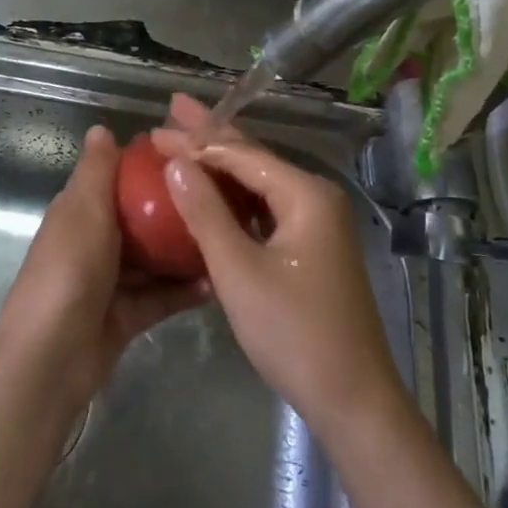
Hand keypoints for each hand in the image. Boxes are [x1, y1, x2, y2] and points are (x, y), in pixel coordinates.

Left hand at [0, 125, 207, 412]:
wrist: (50, 360)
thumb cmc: (68, 273)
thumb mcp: (83, 213)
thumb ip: (96, 172)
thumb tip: (101, 127)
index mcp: (80, 211)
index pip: (115, 177)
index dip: (147, 163)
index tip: (190, 153)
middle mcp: (95, 241)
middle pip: (140, 217)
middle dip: (174, 208)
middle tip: (221, 195)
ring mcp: (111, 280)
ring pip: (154, 258)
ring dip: (184, 250)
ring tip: (226, 235)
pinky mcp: (126, 315)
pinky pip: (161, 296)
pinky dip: (183, 290)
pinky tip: (216, 281)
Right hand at [151, 96, 407, 438]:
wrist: (353, 399)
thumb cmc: (294, 333)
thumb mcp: (240, 272)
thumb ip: (207, 213)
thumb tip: (177, 163)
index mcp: (305, 194)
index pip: (241, 153)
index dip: (195, 141)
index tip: (154, 132)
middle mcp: (315, 198)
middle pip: (254, 157)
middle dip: (211, 133)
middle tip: (173, 108)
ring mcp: (316, 223)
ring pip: (259, 182)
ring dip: (221, 163)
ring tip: (185, 139)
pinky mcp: (310, 246)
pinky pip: (266, 208)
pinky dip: (235, 197)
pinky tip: (211, 192)